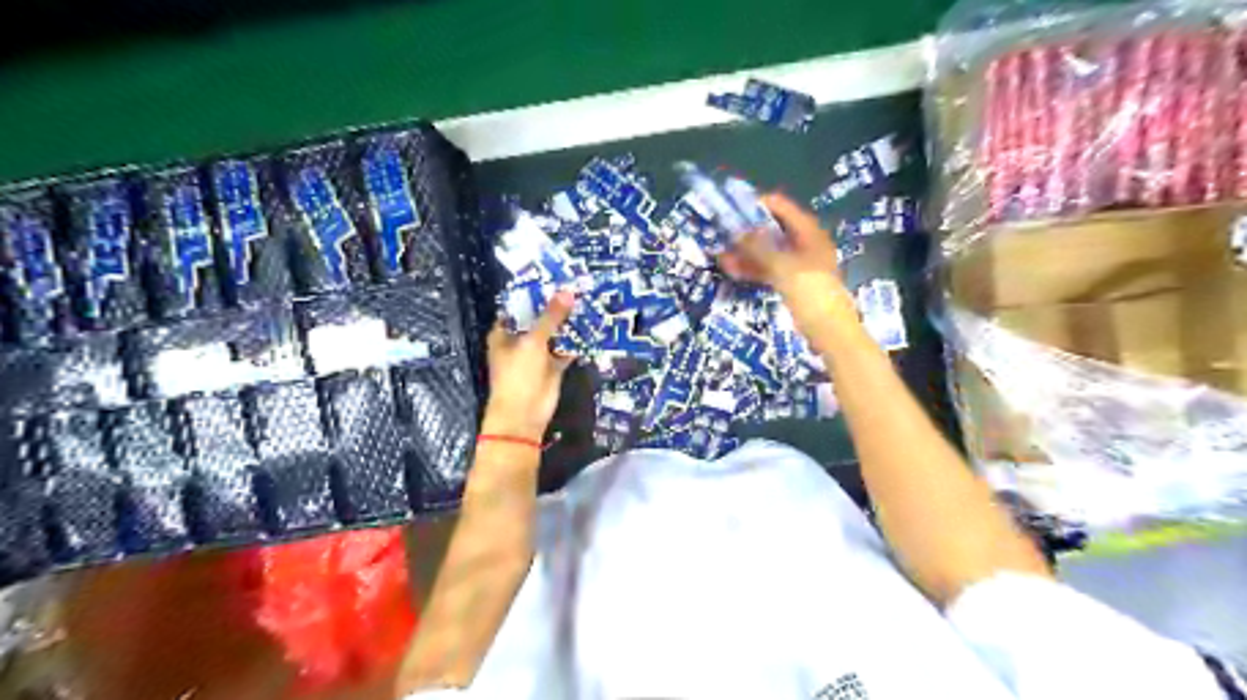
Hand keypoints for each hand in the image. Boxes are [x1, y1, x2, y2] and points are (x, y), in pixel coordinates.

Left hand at [479, 290, 577, 441]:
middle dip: (556, 306)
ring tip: (588, 301)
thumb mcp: (533, 342)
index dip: (535, 293)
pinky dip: (576, 341)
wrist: (524, 415)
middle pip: (539, 318)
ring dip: (568, 323)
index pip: (519, 306)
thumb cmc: (518, 375)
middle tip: (578, 286)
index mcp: (504, 332)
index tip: (555, 277)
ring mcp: (537, 354)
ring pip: (554, 333)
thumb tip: (567, 291)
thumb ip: (551, 317)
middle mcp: (519, 340)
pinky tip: (592, 326)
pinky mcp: (552, 366)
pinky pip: (566, 349)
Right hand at [717, 194, 864, 348]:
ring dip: (746, 254)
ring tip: (721, 256)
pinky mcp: (792, 283)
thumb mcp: (781, 266)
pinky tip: (733, 271)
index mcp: (808, 232)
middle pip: (773, 230)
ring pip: (768, 252)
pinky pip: (769, 270)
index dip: (758, 205)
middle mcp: (804, 243)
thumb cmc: (810, 291)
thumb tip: (736, 231)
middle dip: (747, 232)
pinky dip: (753, 269)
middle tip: (722, 234)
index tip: (732, 208)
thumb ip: (758, 247)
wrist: (829, 329)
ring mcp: (798, 264)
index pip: (781, 207)